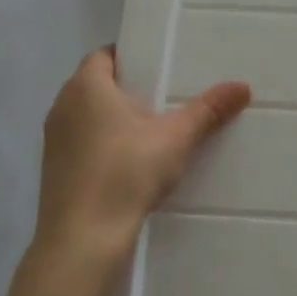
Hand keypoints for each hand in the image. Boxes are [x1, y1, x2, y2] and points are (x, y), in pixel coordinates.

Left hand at [34, 47, 249, 268]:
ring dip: (113, 119)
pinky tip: (129, 164)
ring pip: (87, 116)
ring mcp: (53, 140)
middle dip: (127, 89)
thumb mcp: (176, 138)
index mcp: (86, 86)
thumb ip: (208, 110)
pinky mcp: (53, 170)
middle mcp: (62, 105)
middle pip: (96, 84)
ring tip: (151, 131)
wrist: (82, 240)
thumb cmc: (126, 173)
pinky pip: (81, 143)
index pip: (104, 55)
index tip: (159, 67)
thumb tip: (243, 86)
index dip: (131, 57)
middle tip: (164, 97)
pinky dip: (102, 145)